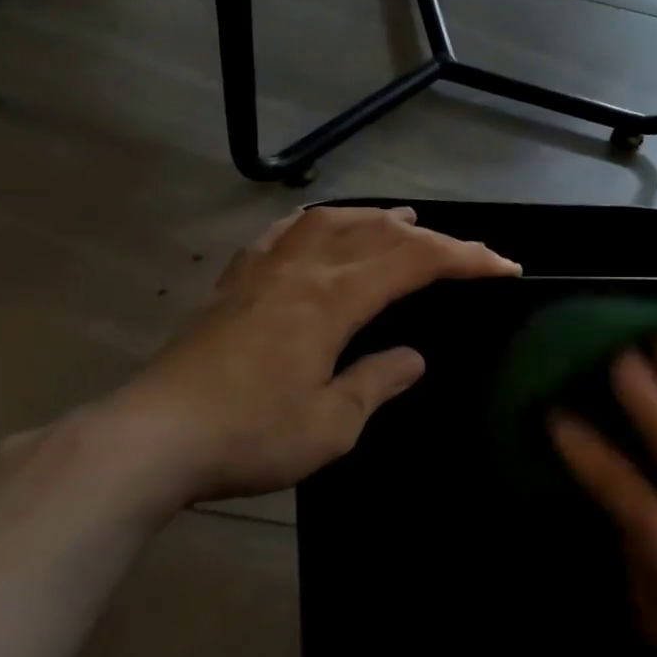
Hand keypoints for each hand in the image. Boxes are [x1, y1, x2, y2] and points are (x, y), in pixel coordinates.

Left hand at [82, 206, 518, 511]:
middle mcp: (303, 270)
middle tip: (466, 251)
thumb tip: (411, 358)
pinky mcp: (234, 284)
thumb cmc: (250, 434)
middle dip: (432, 238)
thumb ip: (376, 383)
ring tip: (402, 220)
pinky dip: (313, 222)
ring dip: (374, 218)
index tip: (505, 267)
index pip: (414, 261)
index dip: (466, 258)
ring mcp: (263, 271)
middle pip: (378, 234)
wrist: (152, 438)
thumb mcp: (331, 424)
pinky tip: (316, 227)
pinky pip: (281, 234)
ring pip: (329, 222)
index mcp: (334, 298)